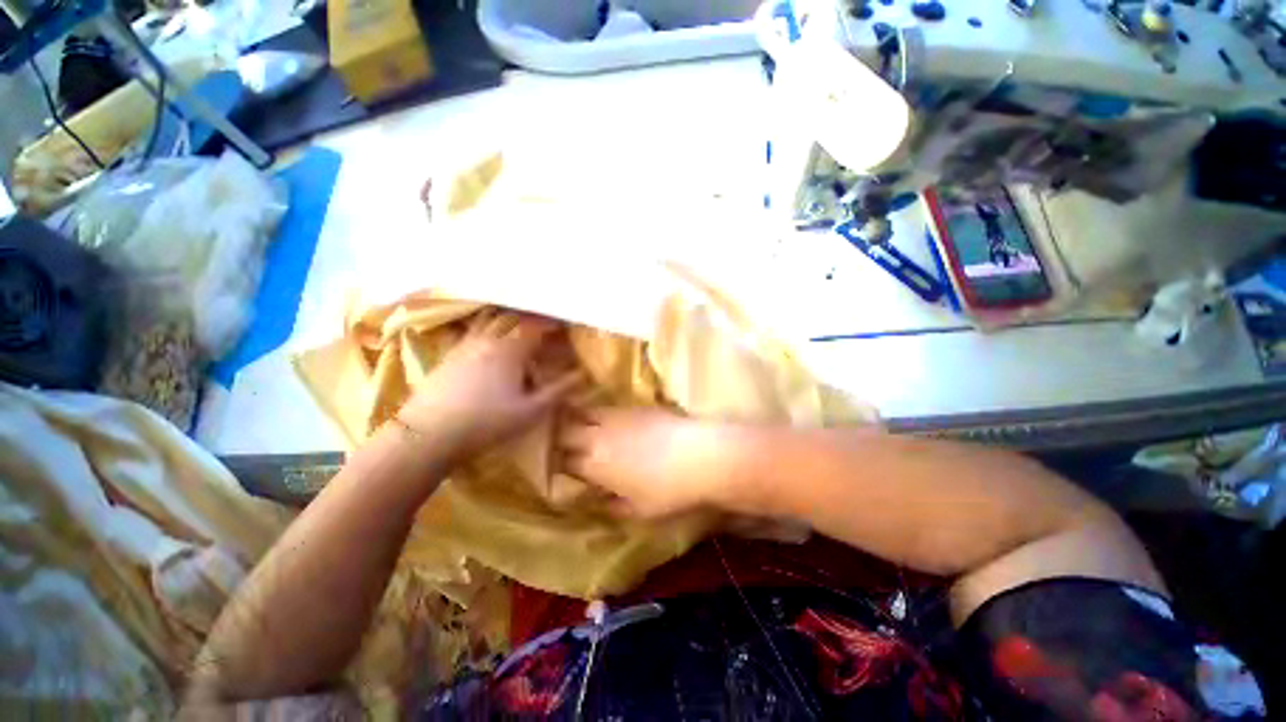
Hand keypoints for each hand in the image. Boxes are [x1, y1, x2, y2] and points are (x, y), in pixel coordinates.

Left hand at [398, 310, 581, 459]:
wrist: (429, 434)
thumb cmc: (487, 422)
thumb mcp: (530, 411)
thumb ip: (558, 391)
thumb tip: (581, 375)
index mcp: (510, 350)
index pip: (535, 328)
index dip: (551, 324)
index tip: (563, 325)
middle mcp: (487, 340)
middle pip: (510, 318)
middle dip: (529, 317)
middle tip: (541, 321)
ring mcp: (464, 346)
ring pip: (487, 322)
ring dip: (504, 318)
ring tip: (514, 323)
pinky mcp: (448, 355)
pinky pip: (470, 332)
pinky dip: (484, 328)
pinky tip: (485, 339)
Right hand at [556, 407, 746, 518]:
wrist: (701, 455)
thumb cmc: (669, 491)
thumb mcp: (638, 510)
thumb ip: (612, 506)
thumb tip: (597, 500)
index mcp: (596, 465)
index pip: (563, 461)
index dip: (555, 464)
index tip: (555, 467)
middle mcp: (599, 437)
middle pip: (565, 431)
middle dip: (556, 437)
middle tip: (556, 443)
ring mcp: (616, 417)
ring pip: (582, 412)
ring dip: (573, 420)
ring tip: (572, 425)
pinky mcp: (633, 407)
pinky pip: (605, 407)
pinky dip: (596, 413)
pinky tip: (603, 420)